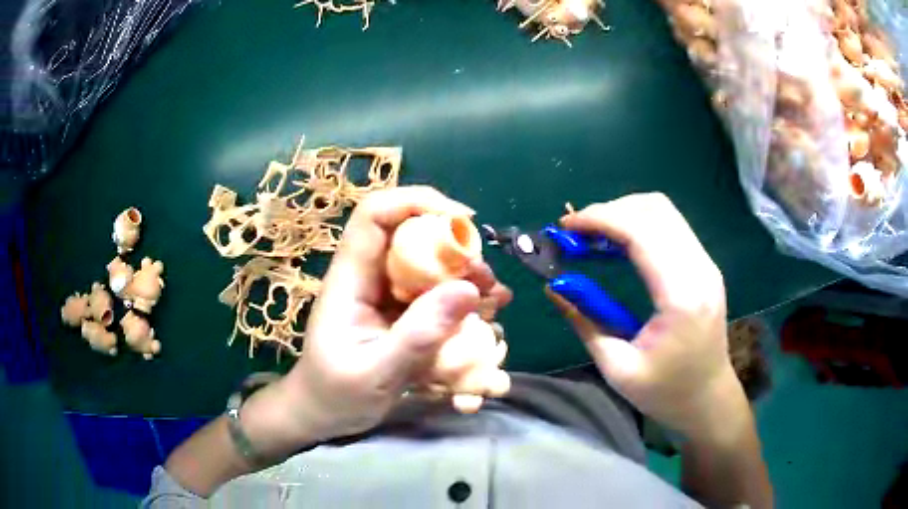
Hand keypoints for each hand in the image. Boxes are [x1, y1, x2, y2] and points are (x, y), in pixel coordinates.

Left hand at [267, 187, 511, 446]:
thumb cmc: (336, 394)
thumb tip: (468, 290)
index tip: (462, 222)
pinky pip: (436, 296)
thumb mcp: (375, 372)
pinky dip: (463, 302)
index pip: (374, 215)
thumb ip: (418, 335)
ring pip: (429, 266)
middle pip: (411, 236)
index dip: (416, 203)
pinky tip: (486, 318)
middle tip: (485, 278)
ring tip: (495, 299)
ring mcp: (387, 296)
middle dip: (454, 248)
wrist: (322, 414)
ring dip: (465, 277)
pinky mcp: (401, 315)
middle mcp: (370, 278)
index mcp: (350, 279)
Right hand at [549, 193, 741, 438]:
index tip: (565, 227)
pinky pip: (671, 226)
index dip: (599, 219)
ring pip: (664, 211)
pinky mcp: (704, 266)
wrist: (708, 398)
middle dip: (609, 211)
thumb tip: (553, 287)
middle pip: (655, 210)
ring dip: (625, 213)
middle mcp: (700, 269)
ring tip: (593, 235)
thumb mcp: (617, 367)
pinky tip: (619, 244)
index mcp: (680, 297)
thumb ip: (584, 322)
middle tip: (576, 232)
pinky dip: (640, 224)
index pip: (641, 233)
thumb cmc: (664, 392)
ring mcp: (706, 264)